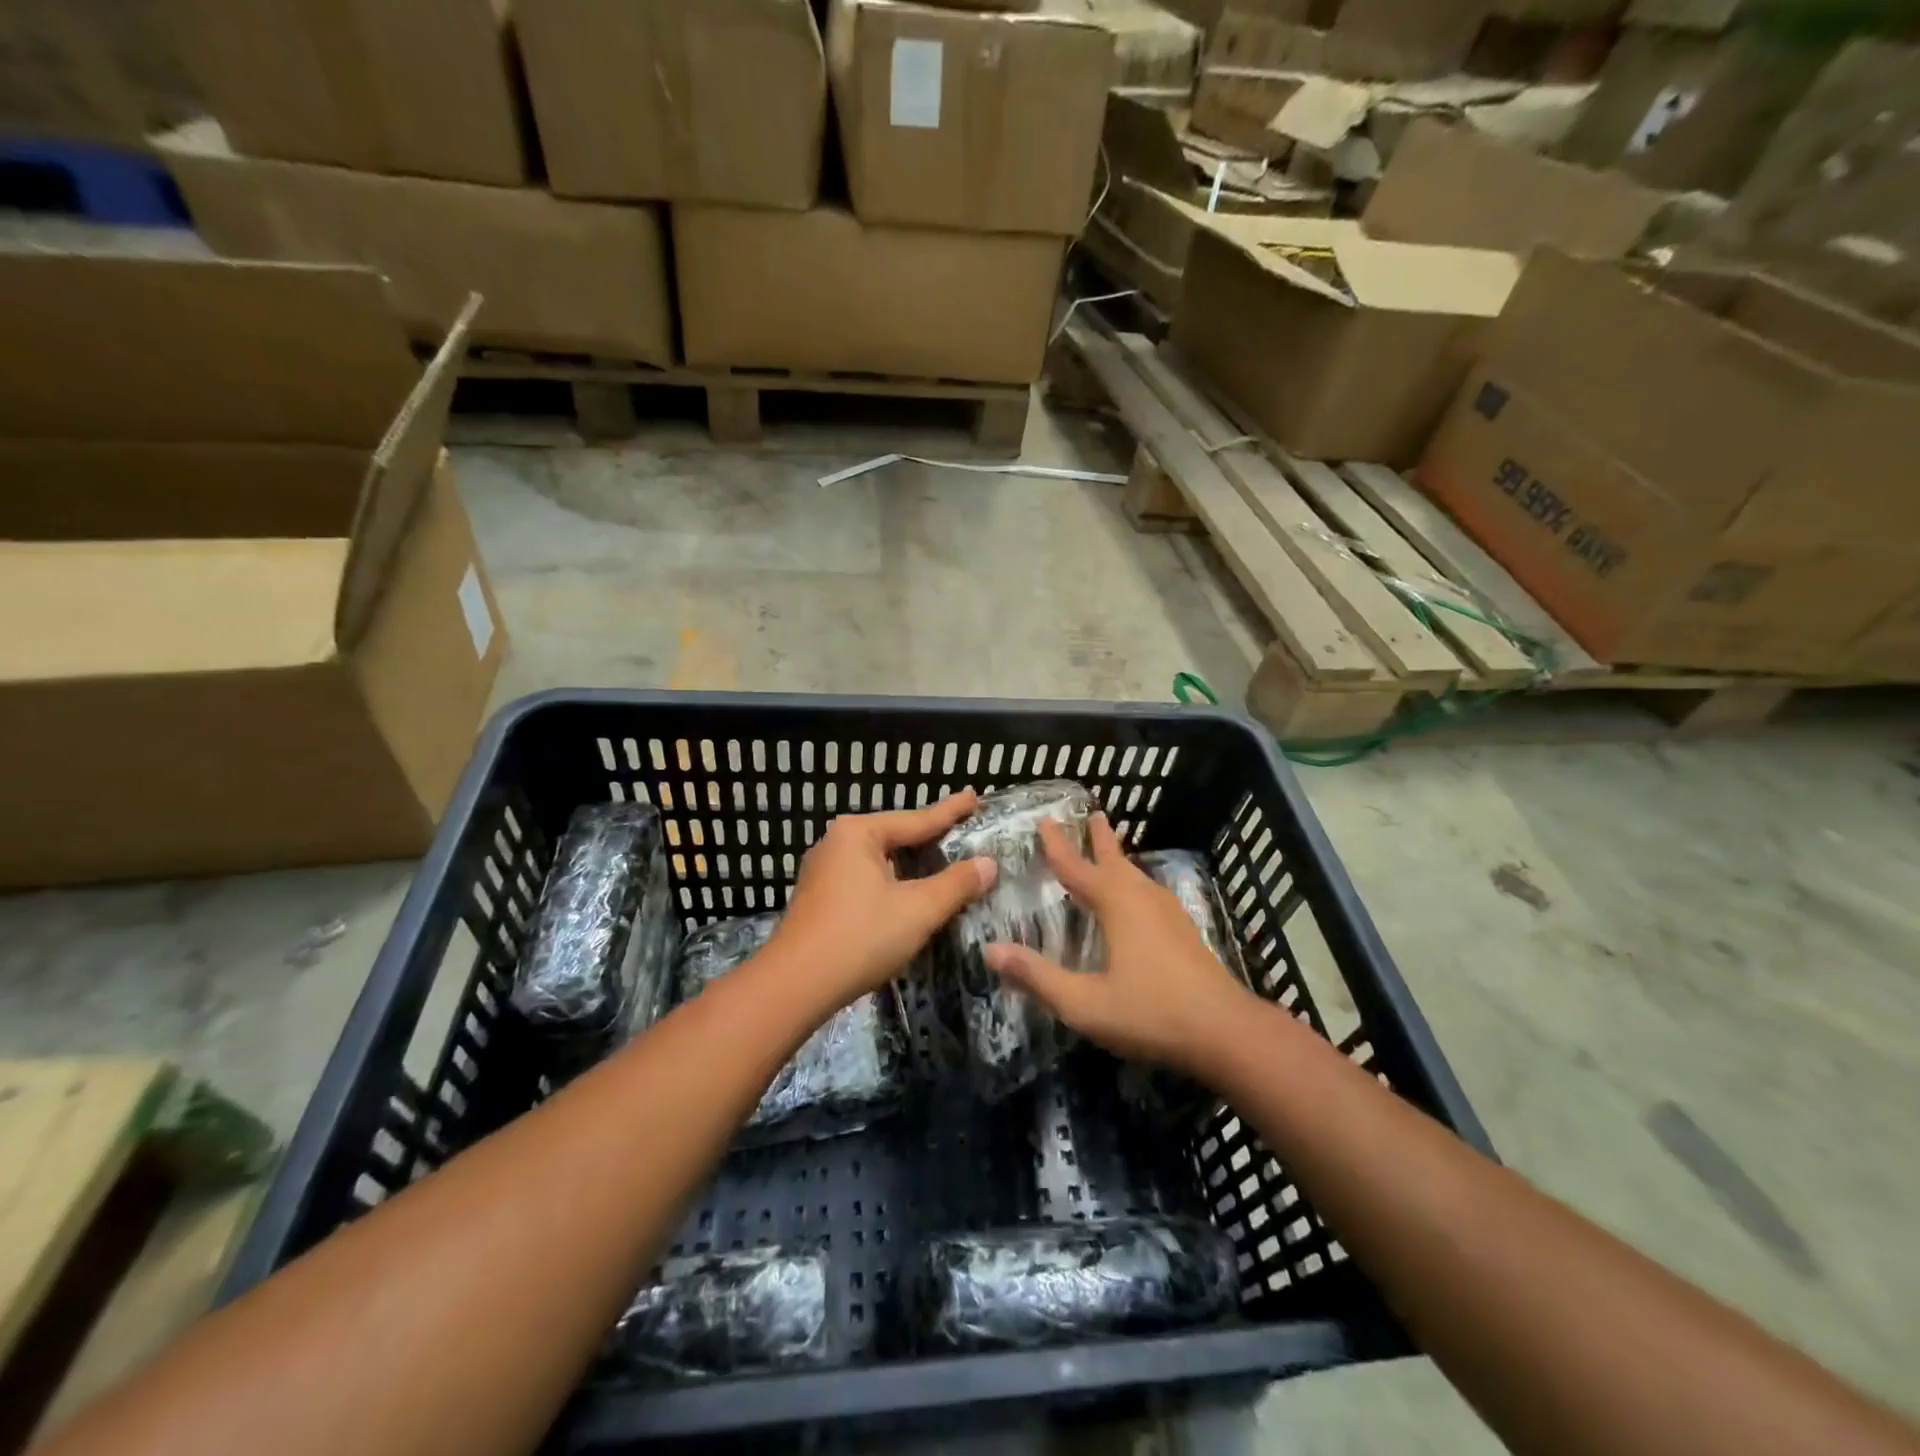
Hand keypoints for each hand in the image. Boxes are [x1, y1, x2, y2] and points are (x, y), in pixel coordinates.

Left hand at [769, 791, 996, 1012]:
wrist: (794, 986)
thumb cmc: (860, 937)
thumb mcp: (918, 910)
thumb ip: (956, 884)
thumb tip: (988, 864)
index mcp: (858, 833)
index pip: (917, 819)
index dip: (951, 812)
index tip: (975, 797)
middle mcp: (836, 843)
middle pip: (896, 837)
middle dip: (929, 838)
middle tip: (963, 831)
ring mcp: (823, 872)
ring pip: (880, 861)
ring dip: (910, 865)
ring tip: (941, 861)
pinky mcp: (819, 899)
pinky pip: (865, 880)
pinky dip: (892, 883)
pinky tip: (906, 894)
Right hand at [984, 813, 1250, 1073]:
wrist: (1226, 1032)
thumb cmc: (1151, 1012)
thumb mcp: (1084, 1003)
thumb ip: (1037, 977)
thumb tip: (990, 951)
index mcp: (1116, 904)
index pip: (1077, 867)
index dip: (1058, 845)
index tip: (1045, 820)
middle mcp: (1142, 898)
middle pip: (1115, 860)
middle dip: (1100, 838)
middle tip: (1093, 814)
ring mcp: (1169, 914)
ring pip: (1137, 876)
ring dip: (1119, 859)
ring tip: (1111, 851)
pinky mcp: (1184, 932)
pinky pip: (1149, 893)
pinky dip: (1134, 883)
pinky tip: (1138, 901)